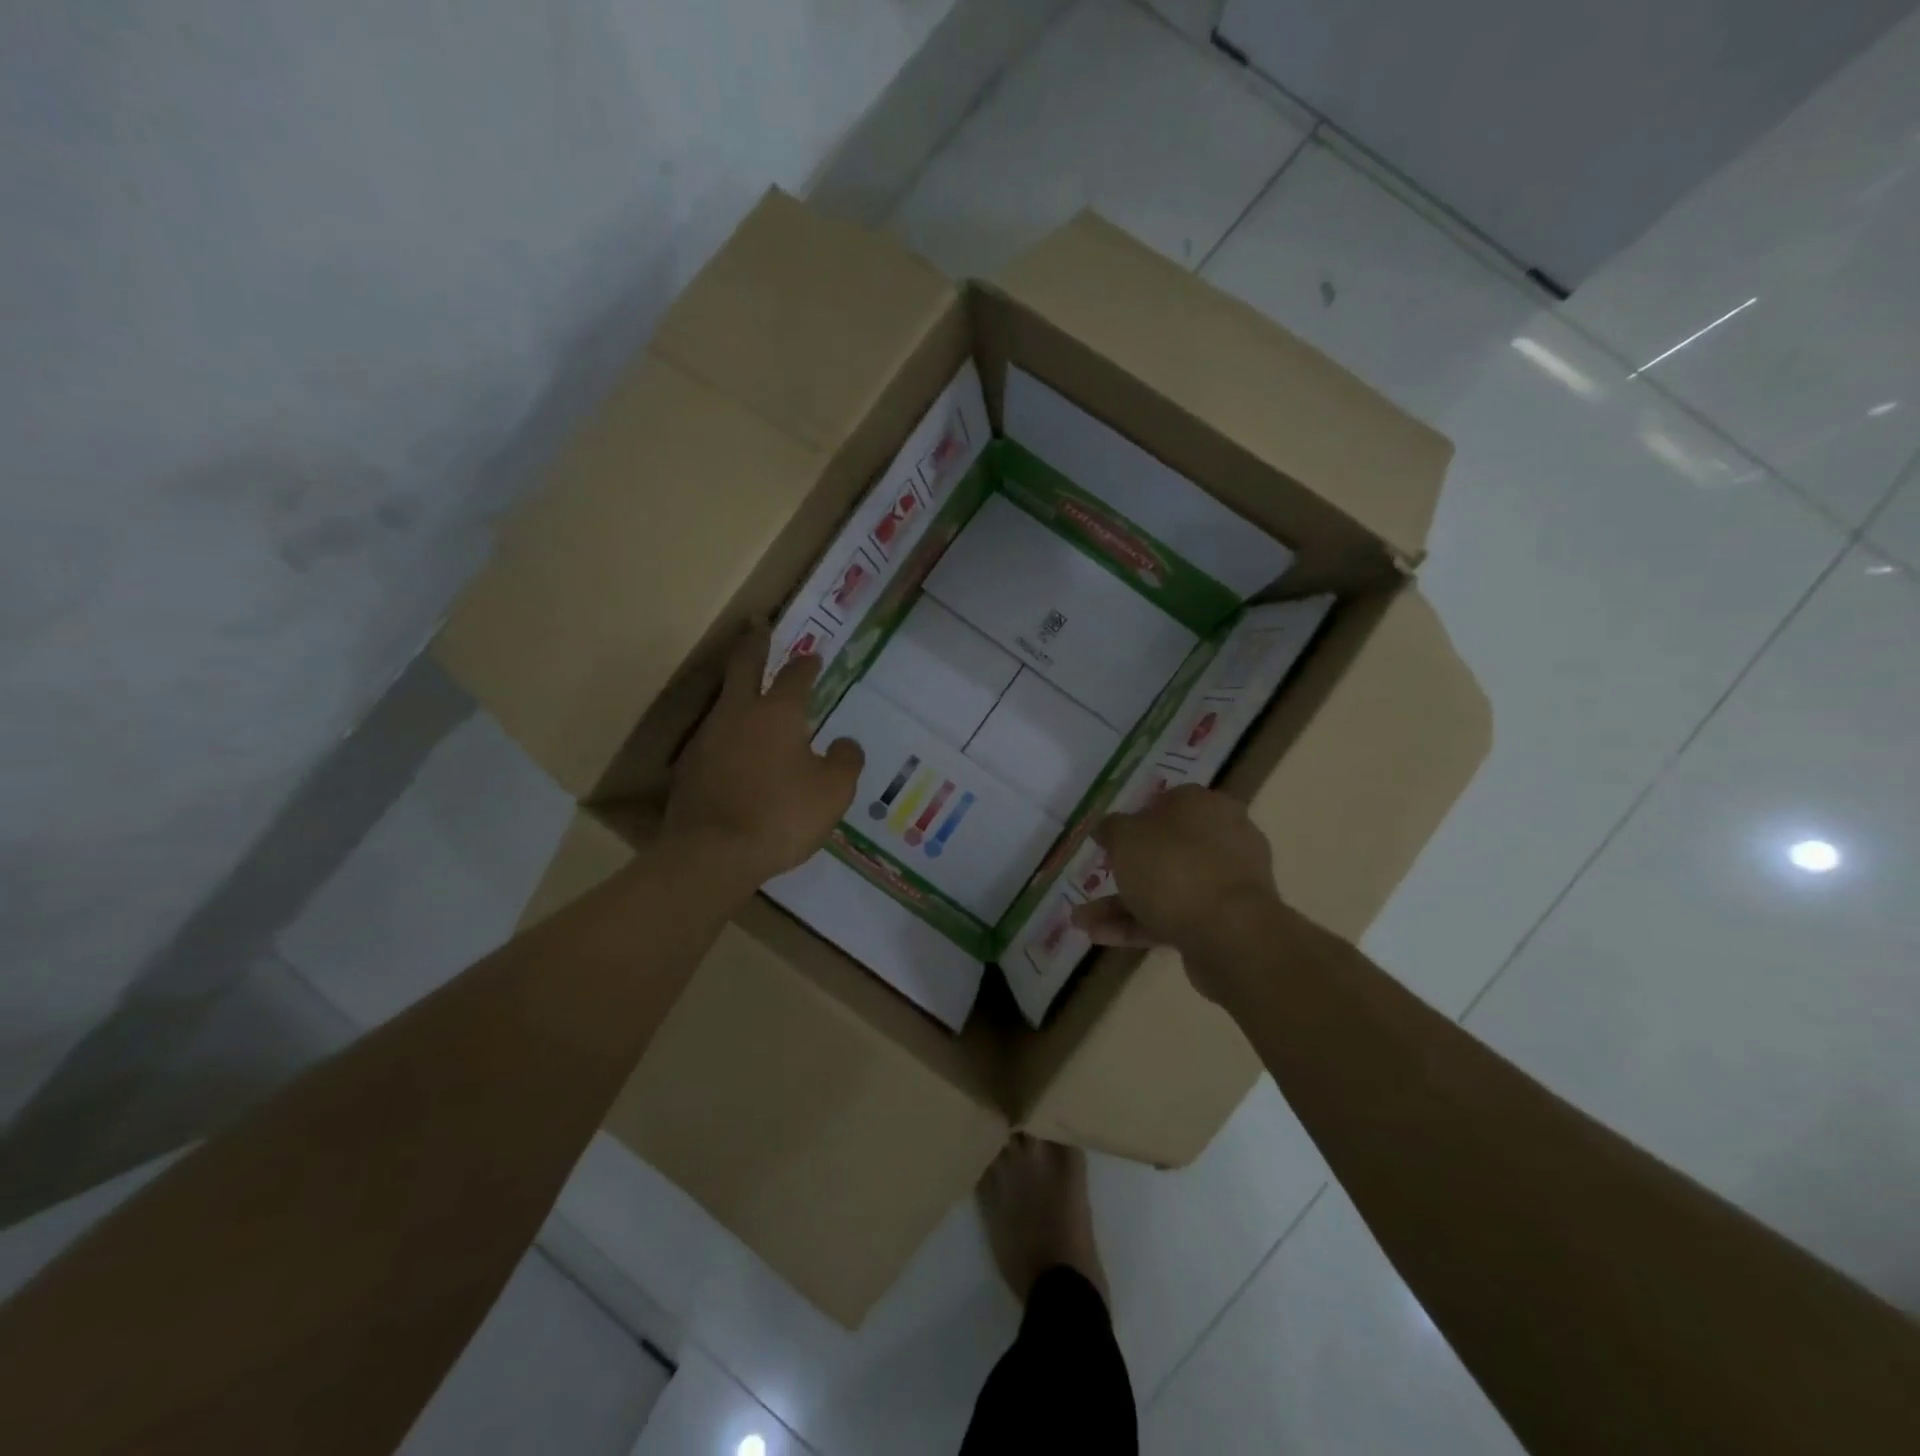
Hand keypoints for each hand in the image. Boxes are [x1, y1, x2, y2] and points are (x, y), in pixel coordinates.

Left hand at [665, 623, 863, 885]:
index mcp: (778, 713)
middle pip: (744, 666)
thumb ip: (846, 761)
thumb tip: (845, 743)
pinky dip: (727, 733)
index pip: (795, 676)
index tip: (813, 655)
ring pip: (724, 701)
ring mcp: (707, 738)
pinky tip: (734, 749)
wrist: (712, 853)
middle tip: (757, 624)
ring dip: (737, 688)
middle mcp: (738, 714)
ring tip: (749, 690)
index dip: (806, 664)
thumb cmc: (781, 815)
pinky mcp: (689, 767)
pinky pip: (713, 738)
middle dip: (754, 642)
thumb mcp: (833, 791)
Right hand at [1071, 786, 1278, 964]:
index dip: (1135, 817)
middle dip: (1125, 869)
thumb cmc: (1174, 869)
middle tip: (1096, 879)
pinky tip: (1101, 937)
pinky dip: (1139, 924)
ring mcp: (1225, 883)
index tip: (1110, 838)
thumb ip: (1112, 829)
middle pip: (1166, 849)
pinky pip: (1175, 917)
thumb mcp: (1126, 838)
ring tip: (1082, 921)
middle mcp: (1222, 838)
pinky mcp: (1224, 922)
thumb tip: (1108, 827)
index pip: (1167, 802)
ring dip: (1122, 903)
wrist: (1231, 935)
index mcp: (1204, 805)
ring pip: (1166, 887)